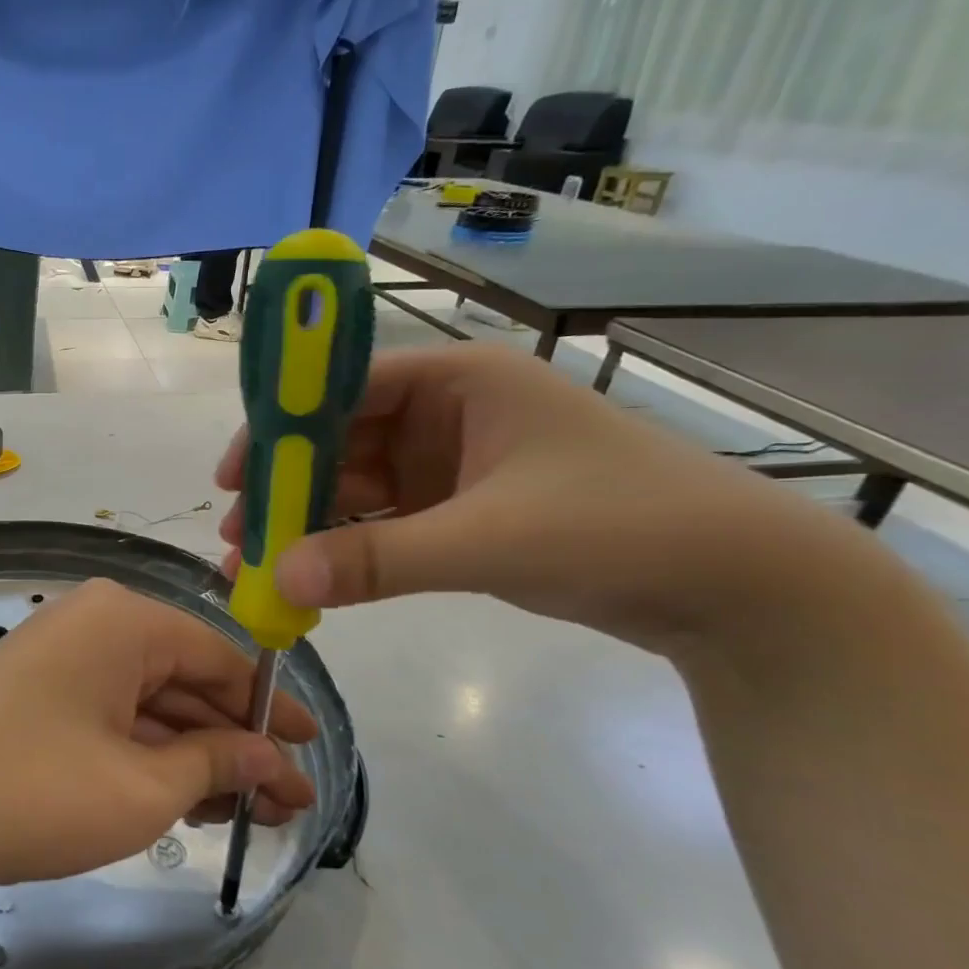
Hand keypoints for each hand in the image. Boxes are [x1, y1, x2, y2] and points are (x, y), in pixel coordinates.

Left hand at [0, 579, 317, 902]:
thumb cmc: (31, 790)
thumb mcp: (141, 788)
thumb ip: (215, 764)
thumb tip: (271, 758)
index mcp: (126, 619)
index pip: (223, 657)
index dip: (272, 709)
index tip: (313, 755)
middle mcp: (95, 624)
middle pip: (188, 681)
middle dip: (237, 744)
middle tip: (287, 805)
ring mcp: (62, 659)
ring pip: (150, 705)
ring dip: (197, 757)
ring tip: (249, 814)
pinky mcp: (37, 696)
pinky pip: (113, 718)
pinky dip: (150, 757)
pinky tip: (186, 801)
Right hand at [215, 343, 846, 655]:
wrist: (737, 587)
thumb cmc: (619, 526)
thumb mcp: (488, 539)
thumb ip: (377, 559)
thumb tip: (278, 580)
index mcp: (458, 381)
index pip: (342, 387)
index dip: (279, 426)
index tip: (231, 475)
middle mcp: (447, 414)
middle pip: (340, 440)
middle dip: (286, 486)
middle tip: (237, 534)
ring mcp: (452, 465)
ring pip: (357, 486)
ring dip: (309, 521)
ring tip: (257, 563)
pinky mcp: (460, 512)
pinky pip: (384, 522)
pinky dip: (347, 548)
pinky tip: (311, 577)